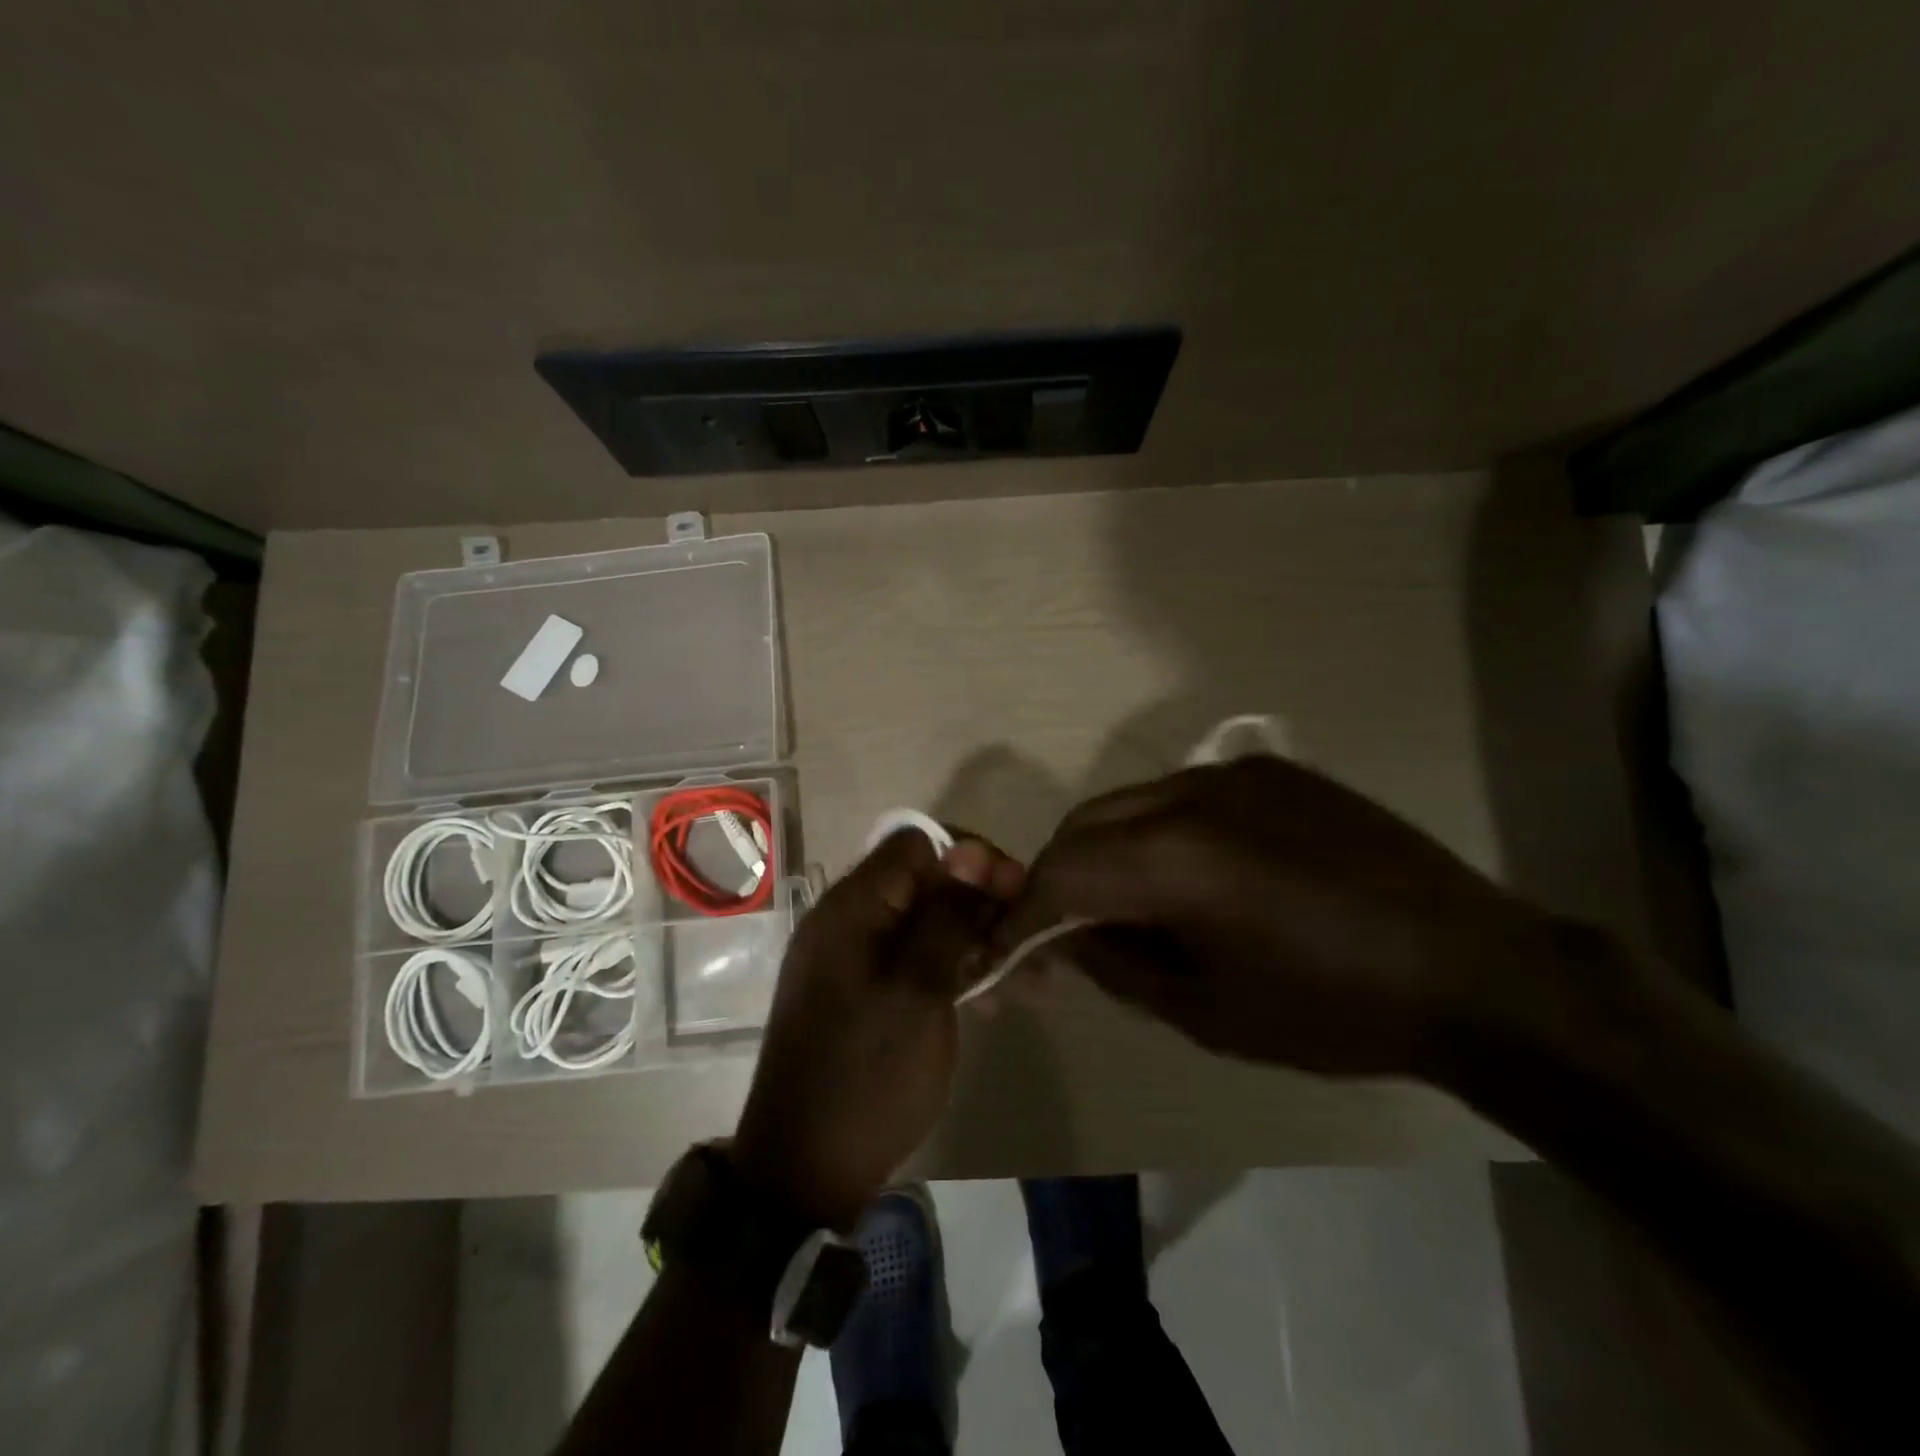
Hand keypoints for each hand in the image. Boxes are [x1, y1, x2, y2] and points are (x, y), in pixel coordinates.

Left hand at [731, 829, 1022, 1230]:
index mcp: (852, 907)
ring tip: (1026, 980)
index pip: (918, 843)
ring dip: (975, 941)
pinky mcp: (861, 992)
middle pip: (925, 882)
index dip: (972, 858)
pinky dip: (951, 970)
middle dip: (981, 903)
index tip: (1015, 892)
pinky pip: (912, 960)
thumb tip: (971, 850)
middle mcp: (848, 920)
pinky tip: (990, 1000)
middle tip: (1028, 942)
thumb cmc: (868, 1074)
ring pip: (925, 923)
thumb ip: (946, 915)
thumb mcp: (919, 989)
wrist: (805, 1170)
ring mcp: (852, 958)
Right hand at [996, 757, 1552, 1077]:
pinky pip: (1183, 796)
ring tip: (1128, 904)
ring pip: (1129, 803)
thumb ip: (1118, 965)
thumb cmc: (1334, 1010)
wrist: (1475, 971)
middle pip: (1085, 824)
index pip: (1061, 873)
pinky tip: (1192, 875)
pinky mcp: (1272, 771)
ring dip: (1108, 851)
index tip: (1005, 950)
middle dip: (1058, 876)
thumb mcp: (1206, 1011)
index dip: (1022, 914)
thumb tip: (1069, 939)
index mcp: (1176, 859)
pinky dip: (1159, 833)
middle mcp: (1193, 794)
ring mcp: (1235, 773)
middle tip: (1062, 930)